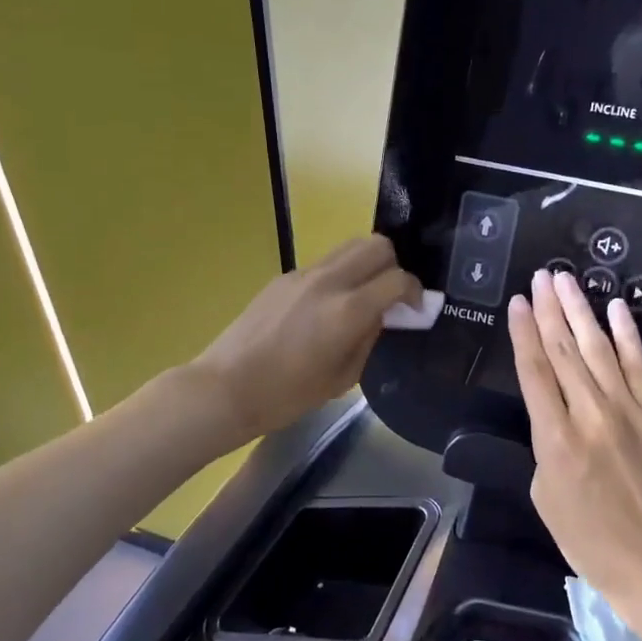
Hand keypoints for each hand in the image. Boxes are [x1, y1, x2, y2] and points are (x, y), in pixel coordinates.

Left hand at [192, 235, 420, 443]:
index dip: (415, 292)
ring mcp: (303, 274)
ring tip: (362, 296)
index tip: (416, 309)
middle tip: (390, 296)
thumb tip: (382, 316)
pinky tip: (327, 307)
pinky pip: (324, 263)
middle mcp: (329, 281)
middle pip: (377, 245)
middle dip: (394, 265)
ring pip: (349, 246)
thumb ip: (369, 339)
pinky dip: (339, 274)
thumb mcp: (342, 377)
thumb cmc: (287, 395)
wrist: (226, 388)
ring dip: (366, 264)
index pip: (398, 279)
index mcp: (348, 310)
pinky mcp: (283, 277)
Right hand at [508, 268, 641, 611]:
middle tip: (541, 276)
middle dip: (549, 309)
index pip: (534, 371)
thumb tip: (554, 415)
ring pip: (599, 347)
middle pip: (564, 350)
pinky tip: (617, 307)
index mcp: (555, 438)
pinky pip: (640, 365)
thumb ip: (545, 446)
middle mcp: (589, 413)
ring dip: (581, 310)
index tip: (518, 301)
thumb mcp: (545, 496)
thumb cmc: (590, 539)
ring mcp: (628, 409)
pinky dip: (628, 334)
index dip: (523, 332)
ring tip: (566, 280)